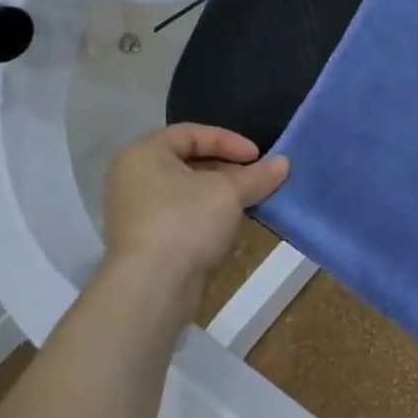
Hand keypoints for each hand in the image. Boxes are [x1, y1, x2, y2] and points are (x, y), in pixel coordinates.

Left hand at [101, 124, 287, 285]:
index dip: (228, 140)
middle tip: (256, 179)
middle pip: (188, 161)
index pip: (191, 133)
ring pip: (186, 190)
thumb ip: (257, 176)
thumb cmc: (186, 221)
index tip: (258, 157)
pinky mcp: (145, 238)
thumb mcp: (229, 192)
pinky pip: (181, 214)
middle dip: (227, 169)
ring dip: (220, 193)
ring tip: (249, 201)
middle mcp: (133, 177)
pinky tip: (230, 225)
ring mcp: (136, 210)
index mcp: (144, 154)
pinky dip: (206, 214)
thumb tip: (283, 163)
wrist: (153, 285)